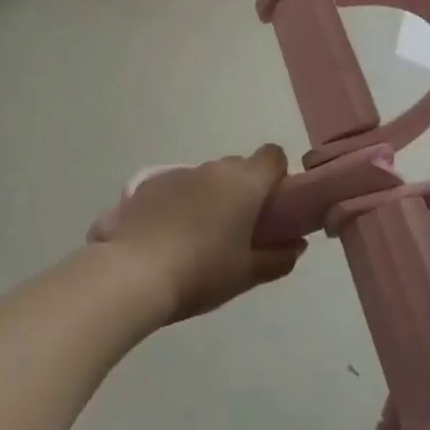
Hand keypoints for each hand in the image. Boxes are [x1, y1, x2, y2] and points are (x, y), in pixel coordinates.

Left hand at [99, 147, 304, 321]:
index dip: (277, 176)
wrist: (132, 272)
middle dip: (243, 190)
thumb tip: (296, 245)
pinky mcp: (148, 184)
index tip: (273, 206)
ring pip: (206, 177)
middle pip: (239, 167)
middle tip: (238, 228)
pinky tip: (169, 236)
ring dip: (210, 197)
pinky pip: (177, 187)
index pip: (273, 155)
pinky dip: (180, 203)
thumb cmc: (200, 272)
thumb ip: (278, 257)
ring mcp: (178, 173)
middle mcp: (213, 168)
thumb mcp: (246, 274)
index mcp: (244, 182)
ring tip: (198, 237)